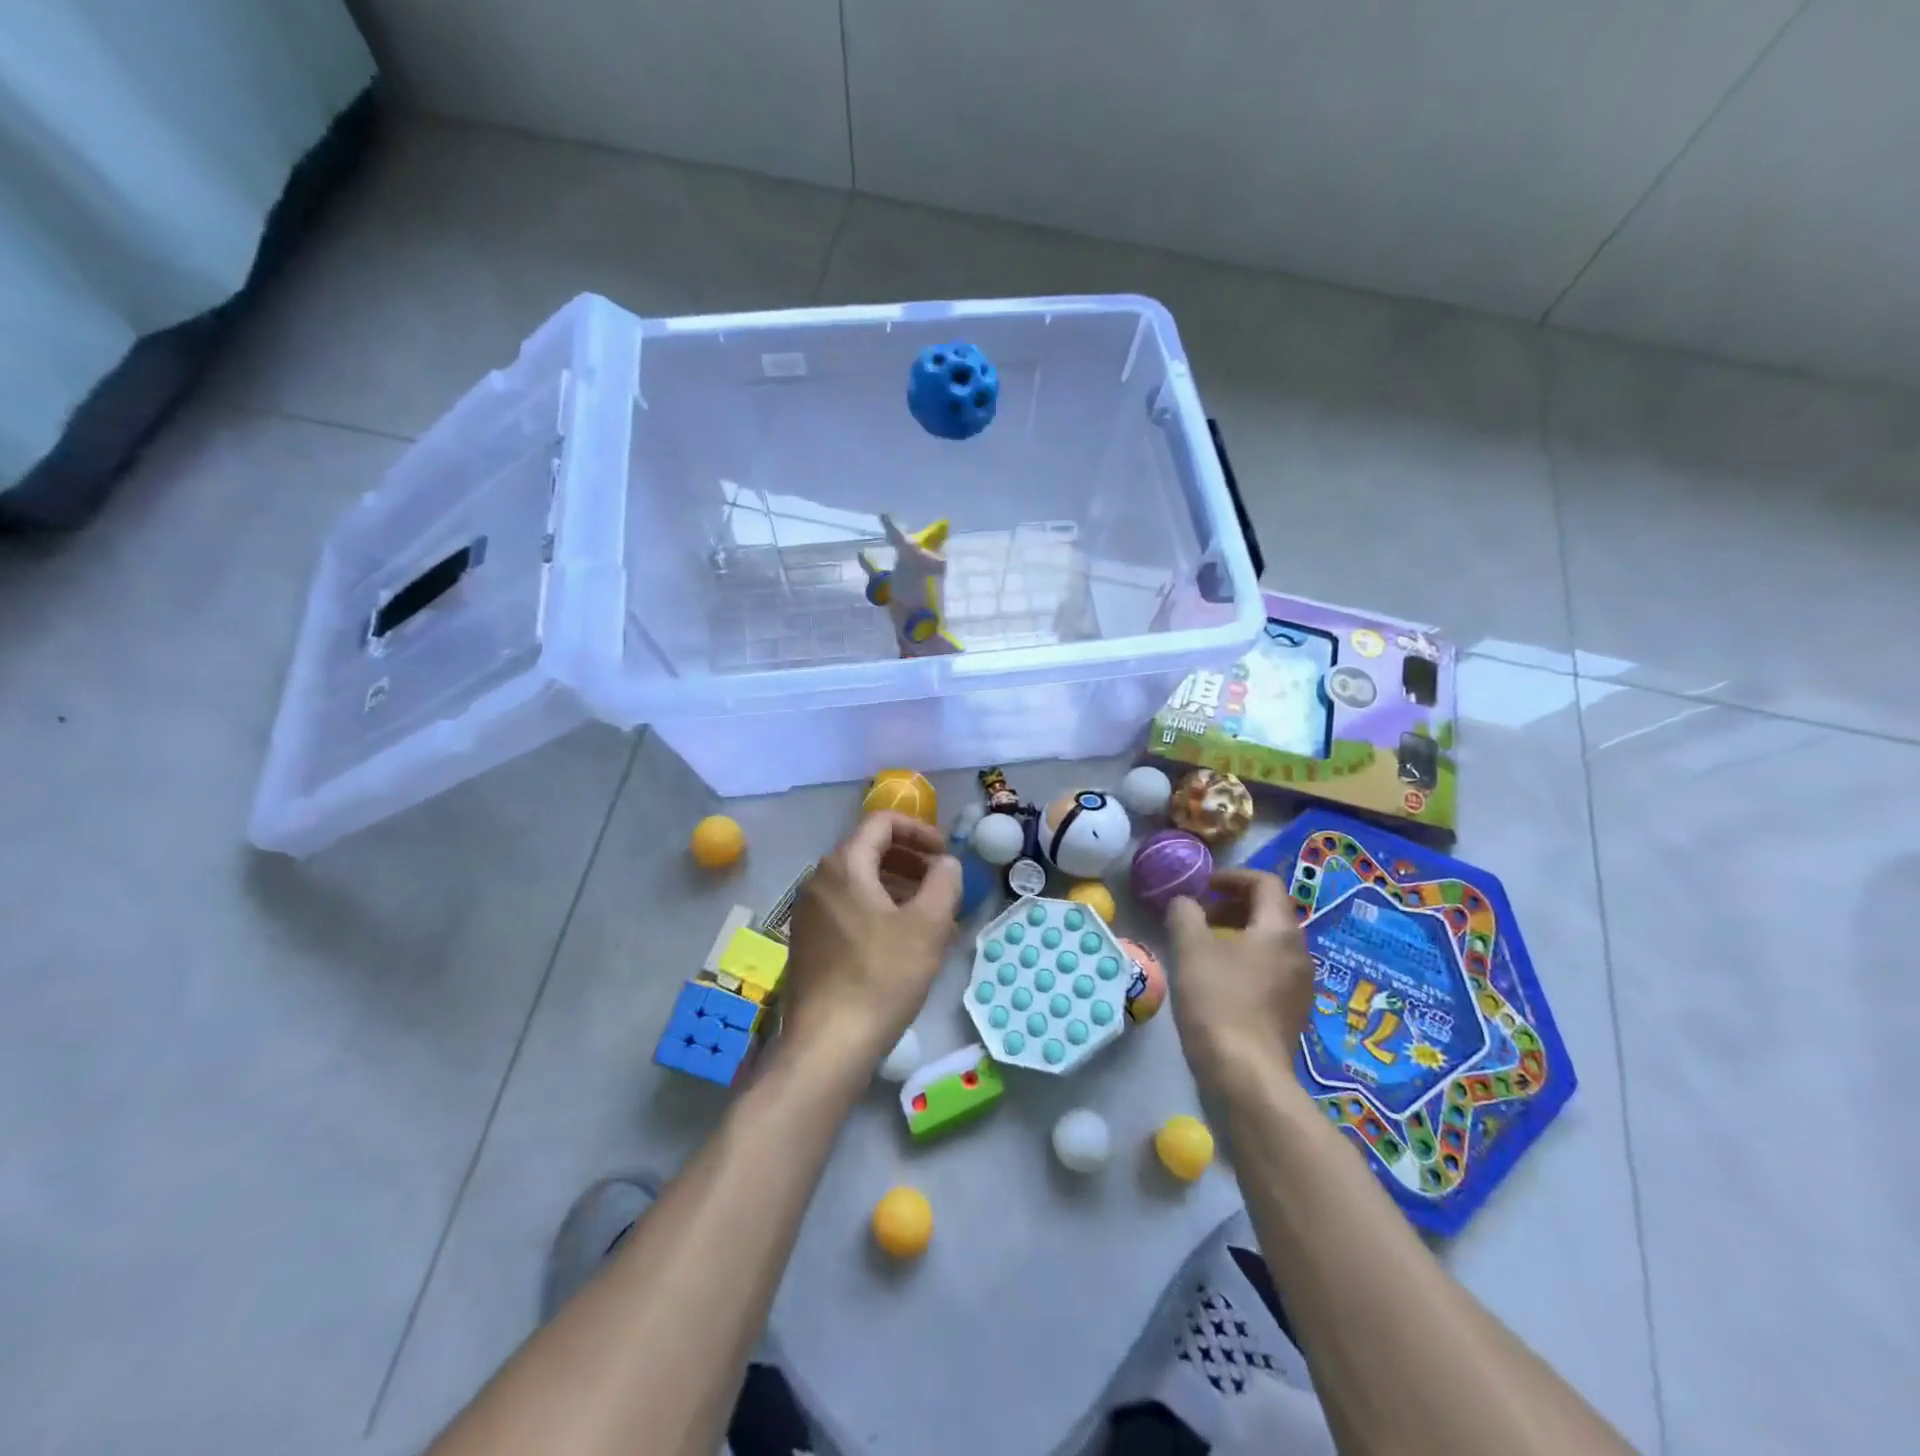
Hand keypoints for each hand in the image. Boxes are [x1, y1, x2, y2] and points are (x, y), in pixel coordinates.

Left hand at [779, 812, 961, 1072]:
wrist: (829, 1043)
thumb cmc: (882, 975)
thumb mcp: (929, 924)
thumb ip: (944, 881)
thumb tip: (946, 863)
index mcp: (844, 865)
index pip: (882, 823)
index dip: (919, 831)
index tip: (944, 854)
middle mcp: (819, 880)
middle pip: (869, 851)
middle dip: (911, 862)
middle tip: (941, 886)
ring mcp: (809, 912)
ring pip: (860, 883)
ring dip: (898, 889)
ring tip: (930, 918)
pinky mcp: (808, 941)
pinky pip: (848, 909)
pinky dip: (878, 911)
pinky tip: (902, 943)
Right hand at [1166, 869, 1315, 1097]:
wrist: (1245, 1074)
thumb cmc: (1218, 1000)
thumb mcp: (1190, 946)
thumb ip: (1184, 912)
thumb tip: (1185, 903)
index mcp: (1280, 929)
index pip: (1265, 883)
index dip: (1232, 877)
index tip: (1203, 886)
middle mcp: (1299, 953)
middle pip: (1269, 912)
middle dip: (1232, 905)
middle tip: (1199, 914)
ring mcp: (1300, 986)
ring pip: (1269, 943)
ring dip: (1237, 934)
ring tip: (1203, 946)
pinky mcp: (1291, 1013)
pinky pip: (1269, 971)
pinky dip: (1244, 962)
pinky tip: (1217, 980)